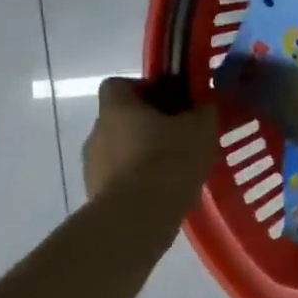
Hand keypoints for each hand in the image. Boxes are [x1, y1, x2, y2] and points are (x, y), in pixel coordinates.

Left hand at [82, 77, 218, 206]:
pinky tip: (163, 190)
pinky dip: (138, 179)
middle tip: (179, 137)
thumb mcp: (201, 128)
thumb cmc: (170, 158)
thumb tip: (205, 103)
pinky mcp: (95, 192)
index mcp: (117, 107)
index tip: (170, 102)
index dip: (144, 89)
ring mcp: (92, 164)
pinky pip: (120, 177)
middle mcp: (97, 130)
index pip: (118, 84)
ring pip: (120, 149)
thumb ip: (203, 111)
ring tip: (174, 168)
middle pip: (121, 118)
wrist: (140, 214)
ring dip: (142, 154)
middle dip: (148, 125)